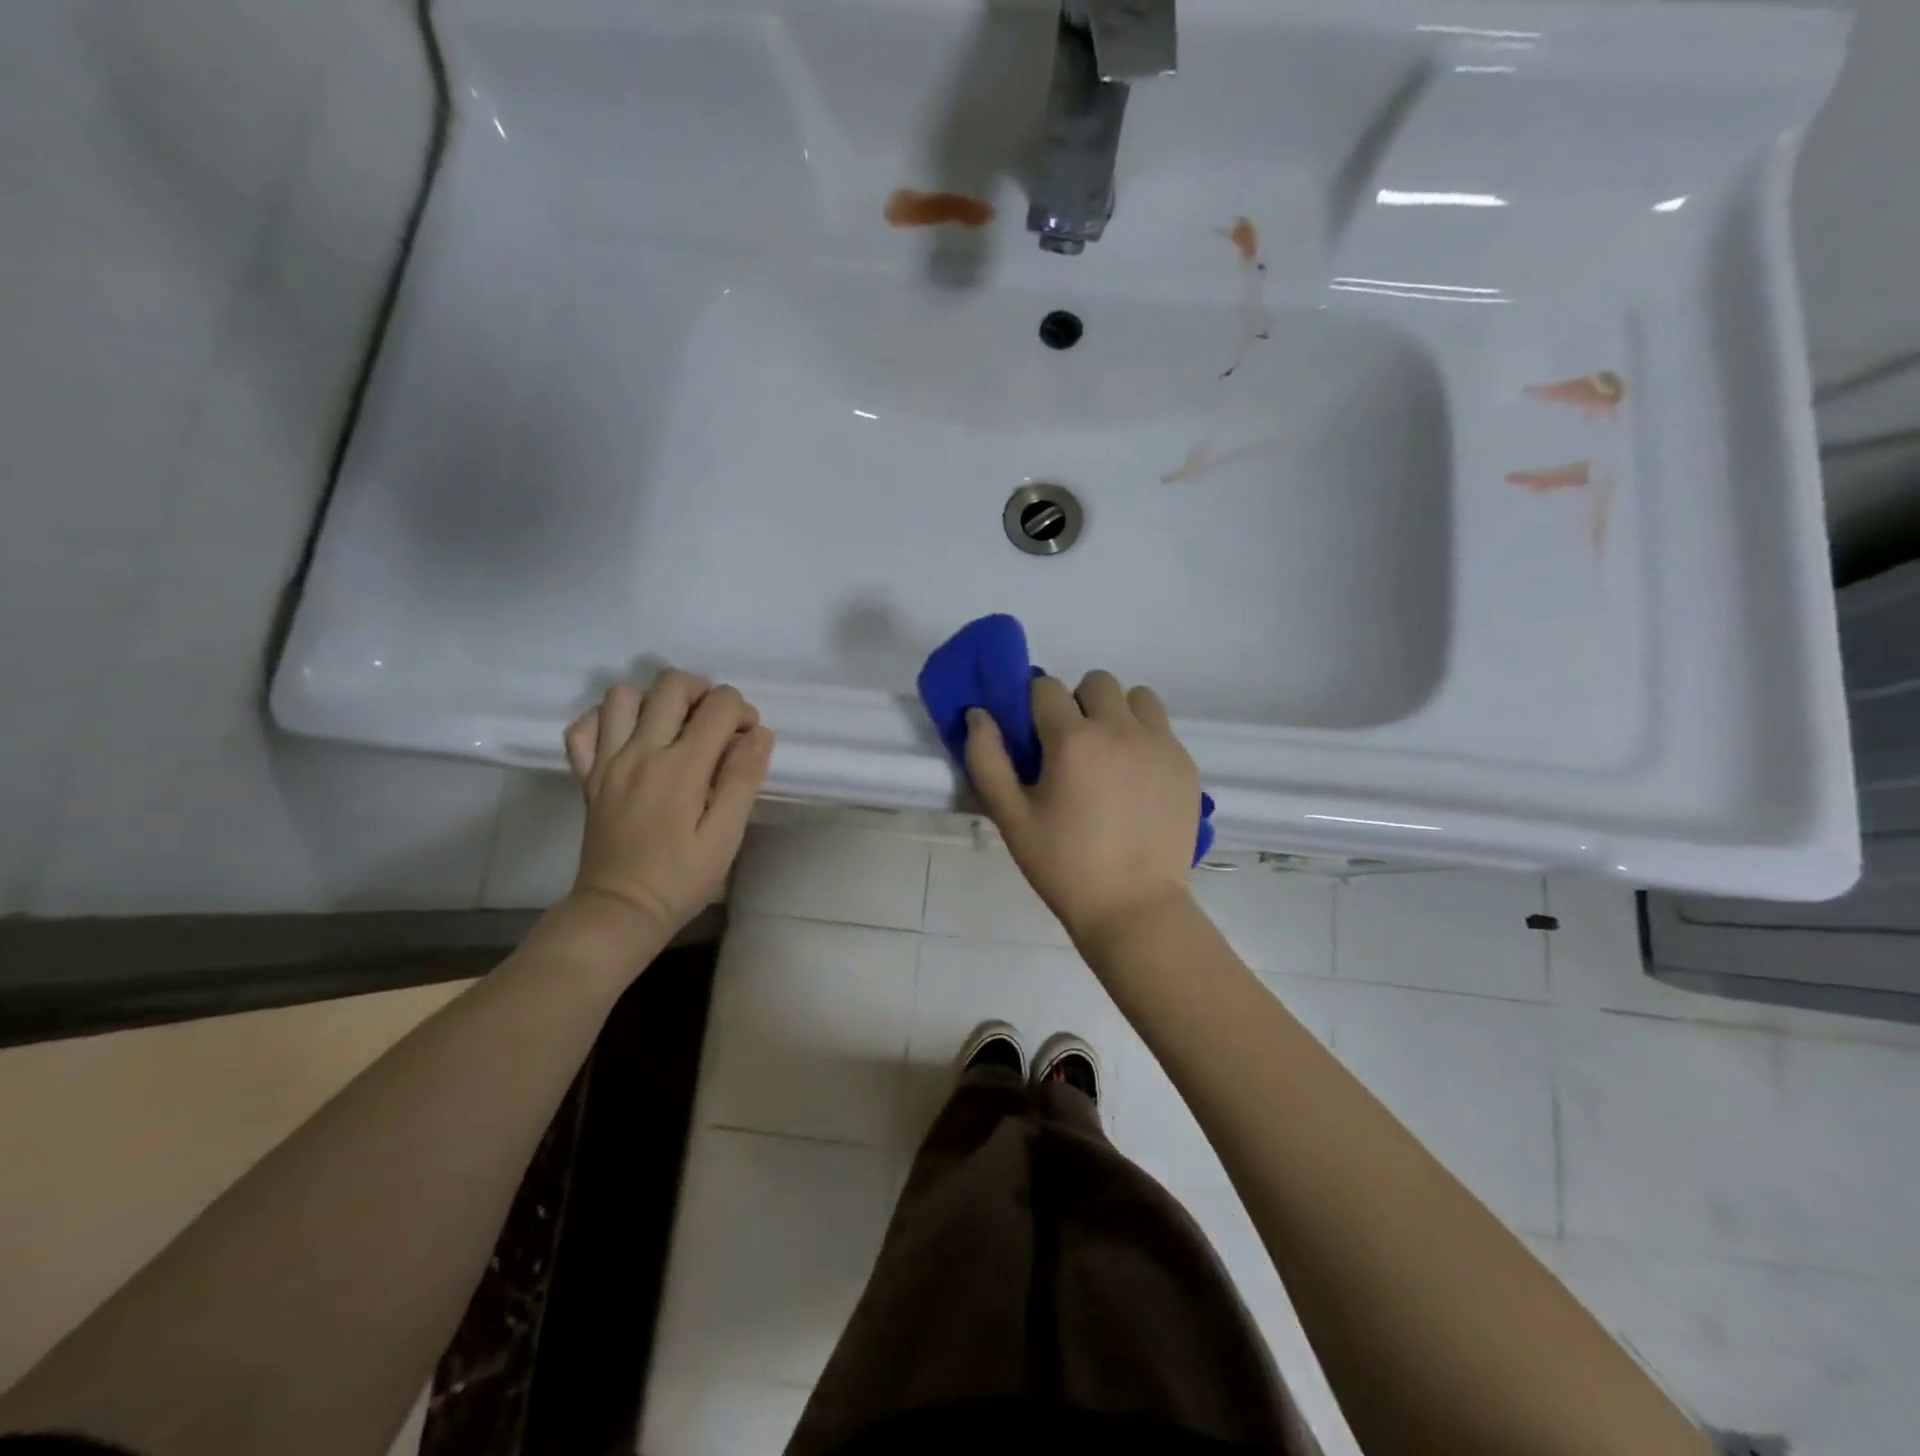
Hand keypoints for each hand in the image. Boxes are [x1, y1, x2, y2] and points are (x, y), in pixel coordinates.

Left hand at [562, 670, 773, 939]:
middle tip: (715, 723)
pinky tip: (629, 738)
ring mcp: (607, 760)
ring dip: (655, 700)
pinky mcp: (587, 775)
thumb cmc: (681, 878)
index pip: (719, 705)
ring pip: (623, 695)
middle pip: (671, 684)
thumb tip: (759, 733)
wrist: (620, 910)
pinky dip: (606, 720)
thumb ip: (743, 779)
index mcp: (682, 766)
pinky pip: (585, 727)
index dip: (742, 712)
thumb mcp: (726, 835)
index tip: (748, 740)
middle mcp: (641, 751)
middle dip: (703, 691)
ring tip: (674, 726)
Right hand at [965, 671, 1199, 951]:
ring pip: (1136, 697)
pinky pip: (1161, 728)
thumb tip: (978, 714)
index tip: (1034, 736)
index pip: (1046, 688)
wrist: (1133, 906)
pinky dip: (1144, 738)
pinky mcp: (1185, 764)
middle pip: (1095, 682)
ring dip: (1117, 712)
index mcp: (1073, 739)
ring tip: (1109, 754)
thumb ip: (987, 760)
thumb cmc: (1064, 865)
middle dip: (1077, 703)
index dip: (1033, 706)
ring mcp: (1159, 744)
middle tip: (1072, 747)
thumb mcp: (1011, 817)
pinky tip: (1135, 780)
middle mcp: (1119, 729)